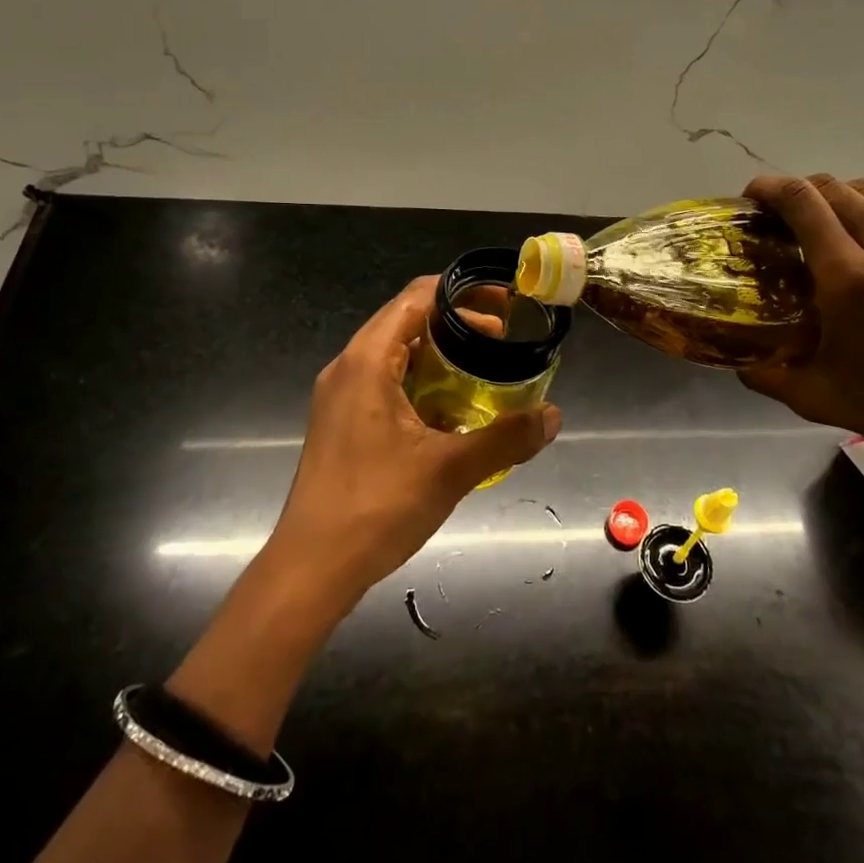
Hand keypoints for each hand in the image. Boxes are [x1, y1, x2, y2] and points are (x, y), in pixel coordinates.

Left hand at [263, 276, 561, 614]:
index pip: (416, 298)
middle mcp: (349, 367)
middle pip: (406, 320)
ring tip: (483, 372)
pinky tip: (451, 412)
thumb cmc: (376, 507)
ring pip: (396, 354)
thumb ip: (506, 438)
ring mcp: (341, 396)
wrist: (311, 569)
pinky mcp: (342, 422)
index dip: (462, 293)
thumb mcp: (450, 470)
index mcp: (367, 361)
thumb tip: (552, 416)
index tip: (503, 305)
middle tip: (502, 340)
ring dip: (439, 356)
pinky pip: (386, 382)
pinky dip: (422, 383)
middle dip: (456, 324)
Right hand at [740, 175, 863, 481]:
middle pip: (835, 187)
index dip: (770, 187)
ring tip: (832, 219)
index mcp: (851, 280)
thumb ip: (765, 374)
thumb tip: (736, 358)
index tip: (753, 195)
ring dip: (842, 196)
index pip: (802, 202)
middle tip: (786, 214)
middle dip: (801, 192)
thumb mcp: (816, 398)